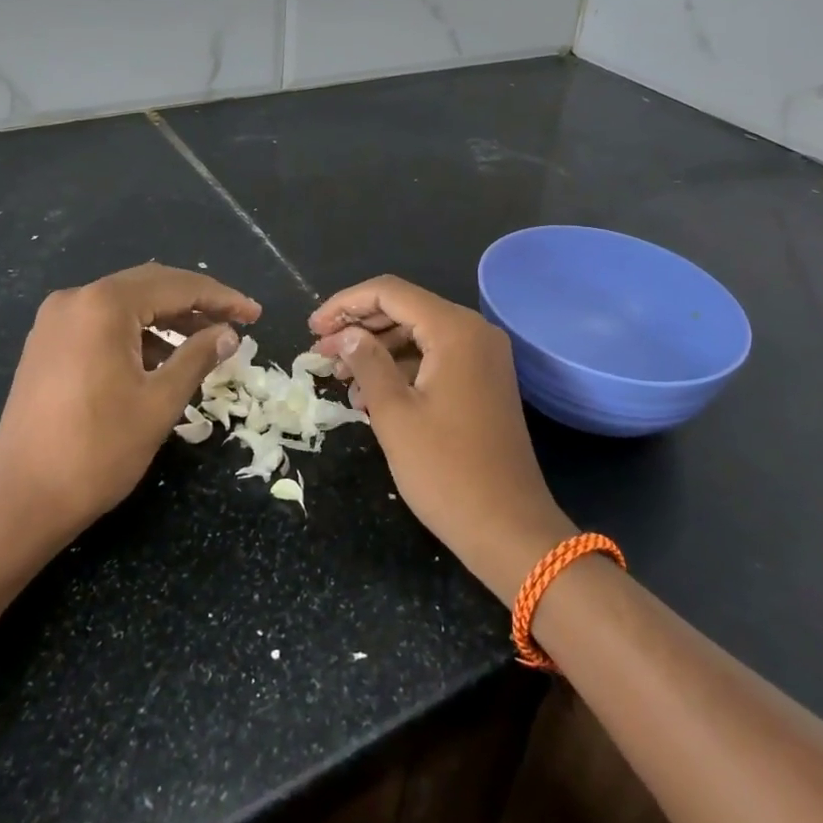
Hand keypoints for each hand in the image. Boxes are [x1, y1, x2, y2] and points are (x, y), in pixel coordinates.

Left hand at [0, 264, 259, 547]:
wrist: (20, 502)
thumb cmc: (98, 451)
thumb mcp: (160, 402)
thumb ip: (198, 357)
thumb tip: (228, 334)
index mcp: (103, 305)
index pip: (176, 286)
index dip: (221, 298)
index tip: (255, 314)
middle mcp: (75, 299)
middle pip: (150, 286)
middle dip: (196, 302)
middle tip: (236, 321)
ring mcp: (55, 321)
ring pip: (126, 304)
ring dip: (167, 318)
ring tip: (207, 340)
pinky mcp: (47, 344)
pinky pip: (103, 323)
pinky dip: (138, 333)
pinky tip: (163, 356)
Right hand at [310, 276, 575, 603]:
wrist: (510, 529)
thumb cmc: (447, 471)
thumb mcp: (394, 414)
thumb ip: (367, 362)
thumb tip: (347, 335)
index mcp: (455, 330)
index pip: (390, 293)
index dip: (345, 304)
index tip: (312, 328)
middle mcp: (474, 332)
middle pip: (405, 309)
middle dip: (358, 327)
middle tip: (319, 352)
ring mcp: (483, 357)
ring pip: (418, 334)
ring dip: (377, 349)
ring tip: (338, 375)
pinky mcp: (483, 381)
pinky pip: (434, 358)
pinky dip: (401, 368)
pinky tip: (369, 393)